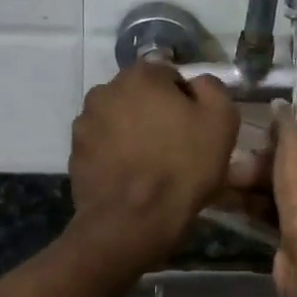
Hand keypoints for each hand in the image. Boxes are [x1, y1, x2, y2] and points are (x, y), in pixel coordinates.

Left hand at [68, 63, 239, 268]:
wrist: (132, 221)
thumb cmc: (182, 166)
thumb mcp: (221, 120)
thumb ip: (212, 88)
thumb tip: (197, 84)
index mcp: (141, 75)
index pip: (169, 75)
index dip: (185, 99)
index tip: (194, 126)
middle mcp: (106, 89)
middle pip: (140, 95)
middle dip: (155, 112)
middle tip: (174, 145)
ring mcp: (85, 121)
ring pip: (118, 118)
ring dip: (132, 131)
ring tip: (149, 164)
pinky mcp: (74, 152)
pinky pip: (103, 145)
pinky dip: (115, 154)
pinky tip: (130, 177)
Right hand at [231, 111, 296, 296]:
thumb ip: (288, 123)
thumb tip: (279, 105)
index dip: (285, 140)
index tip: (259, 137)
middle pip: (295, 170)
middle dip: (261, 166)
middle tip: (233, 163)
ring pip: (281, 195)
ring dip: (251, 187)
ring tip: (220, 180)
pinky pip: (272, 218)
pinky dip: (251, 209)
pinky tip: (224, 201)